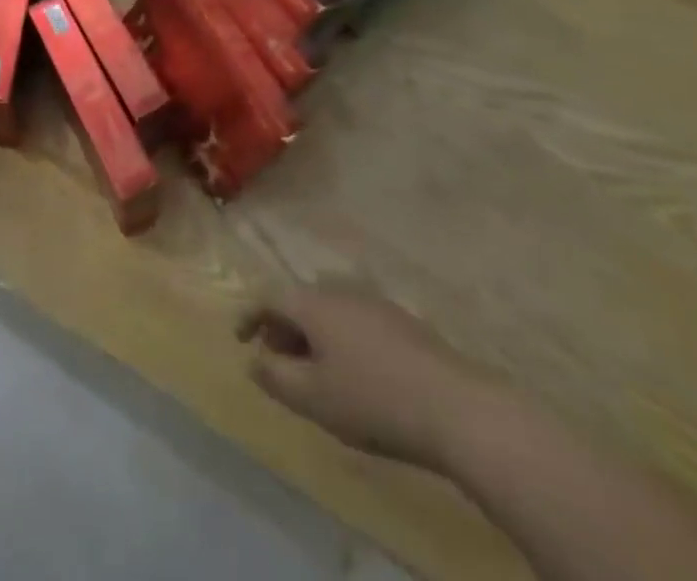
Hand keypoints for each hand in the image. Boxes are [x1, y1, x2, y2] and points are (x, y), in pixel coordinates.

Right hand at [237, 289, 491, 471]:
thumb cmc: (373, 400)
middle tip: (276, 359)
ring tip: (313, 369)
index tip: (239, 339)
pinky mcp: (402, 321)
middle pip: (299, 299)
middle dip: (282, 326)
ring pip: (329, 309)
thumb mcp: (313, 397)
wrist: (457, 407)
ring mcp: (374, 302)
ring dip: (312, 333)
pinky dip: (340, 338)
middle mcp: (340, 290)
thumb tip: (253, 360)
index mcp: (313, 302)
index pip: (268, 296)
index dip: (248, 315)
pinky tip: (353, 371)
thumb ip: (275, 376)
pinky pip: (354, 319)